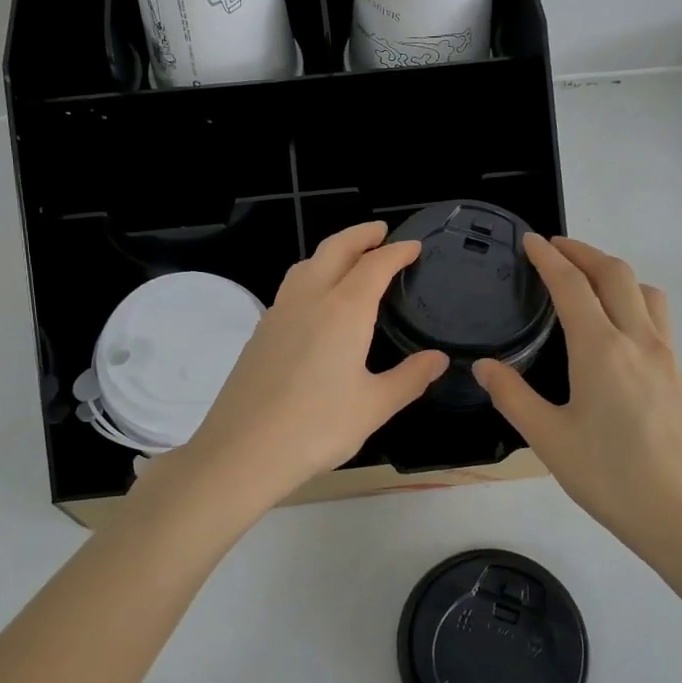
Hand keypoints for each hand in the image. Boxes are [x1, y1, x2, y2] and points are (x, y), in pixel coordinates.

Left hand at [173, 222, 447, 517]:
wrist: (243, 450)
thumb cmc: (317, 427)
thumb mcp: (374, 406)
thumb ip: (409, 378)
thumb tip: (438, 359)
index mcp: (343, 311)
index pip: (374, 266)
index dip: (397, 252)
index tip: (414, 247)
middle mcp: (309, 299)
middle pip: (335, 250)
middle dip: (360, 235)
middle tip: (381, 232)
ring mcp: (278, 313)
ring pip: (307, 264)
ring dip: (331, 252)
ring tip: (349, 259)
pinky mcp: (260, 332)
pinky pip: (291, 288)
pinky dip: (311, 276)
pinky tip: (316, 302)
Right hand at [475, 235, 681, 584]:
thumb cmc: (611, 478)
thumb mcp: (549, 439)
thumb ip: (512, 396)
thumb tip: (483, 366)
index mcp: (600, 350)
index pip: (572, 286)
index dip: (549, 258)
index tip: (531, 240)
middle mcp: (637, 340)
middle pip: (614, 273)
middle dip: (582, 252)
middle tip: (554, 248)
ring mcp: (665, 355)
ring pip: (643, 290)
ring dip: (613, 271)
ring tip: (587, 279)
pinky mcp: (678, 373)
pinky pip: (657, 315)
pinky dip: (632, 297)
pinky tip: (617, 324)